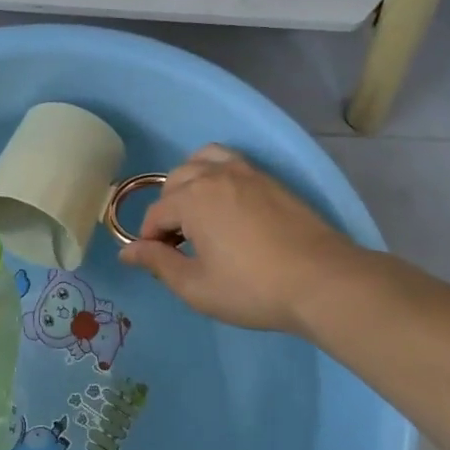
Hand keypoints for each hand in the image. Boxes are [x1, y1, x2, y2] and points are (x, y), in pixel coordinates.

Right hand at [119, 145, 369, 335]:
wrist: (323, 281)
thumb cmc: (253, 288)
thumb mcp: (196, 286)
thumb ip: (158, 263)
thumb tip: (126, 252)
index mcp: (192, 199)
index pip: (156, 213)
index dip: (150, 239)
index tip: (159, 263)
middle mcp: (214, 176)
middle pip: (175, 182)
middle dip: (168, 210)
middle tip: (179, 244)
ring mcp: (246, 173)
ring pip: (202, 161)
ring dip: (190, 183)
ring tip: (198, 213)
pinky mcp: (270, 180)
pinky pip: (230, 162)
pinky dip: (216, 173)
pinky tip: (226, 204)